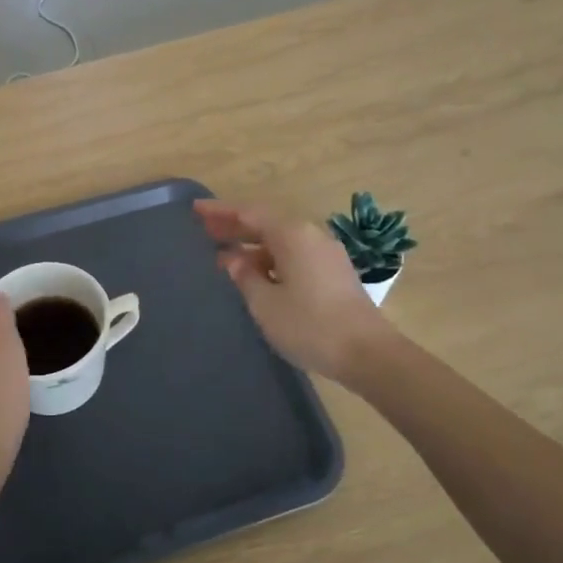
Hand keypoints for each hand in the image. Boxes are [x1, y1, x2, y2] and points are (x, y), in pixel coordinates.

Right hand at [196, 201, 396, 382]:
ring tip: (224, 256)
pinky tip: (256, 275)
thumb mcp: (265, 303)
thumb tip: (232, 259)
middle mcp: (310, 235)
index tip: (195, 209)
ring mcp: (326, 254)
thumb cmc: (310, 325)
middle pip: (266, 224)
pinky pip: (294, 255)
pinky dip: (270, 259)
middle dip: (235, 227)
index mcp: (292, 234)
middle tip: (204, 230)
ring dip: (252, 246)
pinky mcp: (334, 273)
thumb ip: (244, 276)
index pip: (249, 214)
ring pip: (281, 242)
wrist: (368, 353)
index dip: (221, 212)